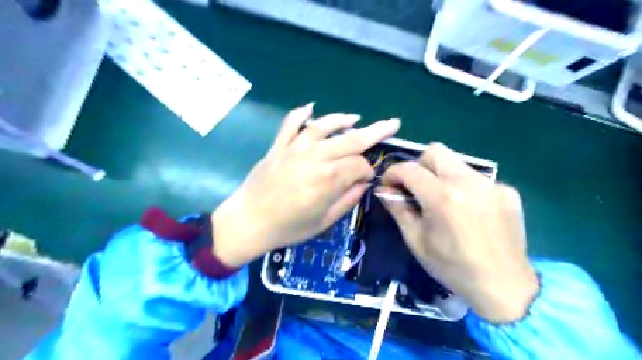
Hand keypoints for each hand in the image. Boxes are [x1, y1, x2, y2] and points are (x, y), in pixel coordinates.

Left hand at [212, 103, 399, 267]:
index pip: (359, 165)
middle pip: (350, 140)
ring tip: (355, 118)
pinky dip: (301, 114)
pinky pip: (290, 124)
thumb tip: (363, 183)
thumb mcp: (324, 221)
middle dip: (375, 132)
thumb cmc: (289, 227)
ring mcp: (295, 148)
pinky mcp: (279, 146)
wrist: (249, 222)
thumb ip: (347, 199)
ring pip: (323, 127)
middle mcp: (315, 157)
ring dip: (341, 120)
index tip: (367, 179)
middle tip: (392, 124)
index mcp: (329, 178)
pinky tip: (311, 108)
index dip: (368, 171)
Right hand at [380, 142, 536, 321]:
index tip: (388, 185)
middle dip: (418, 165)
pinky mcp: (507, 190)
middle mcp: (468, 182)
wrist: (504, 287)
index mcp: (442, 198)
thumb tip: (383, 190)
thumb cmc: (452, 267)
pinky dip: (463, 186)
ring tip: (441, 199)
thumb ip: (398, 209)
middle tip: (415, 187)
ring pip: (456, 162)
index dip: (392, 172)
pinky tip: (467, 210)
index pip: (409, 168)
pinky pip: (476, 178)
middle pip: (435, 151)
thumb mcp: (416, 240)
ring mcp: (491, 184)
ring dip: (440, 175)